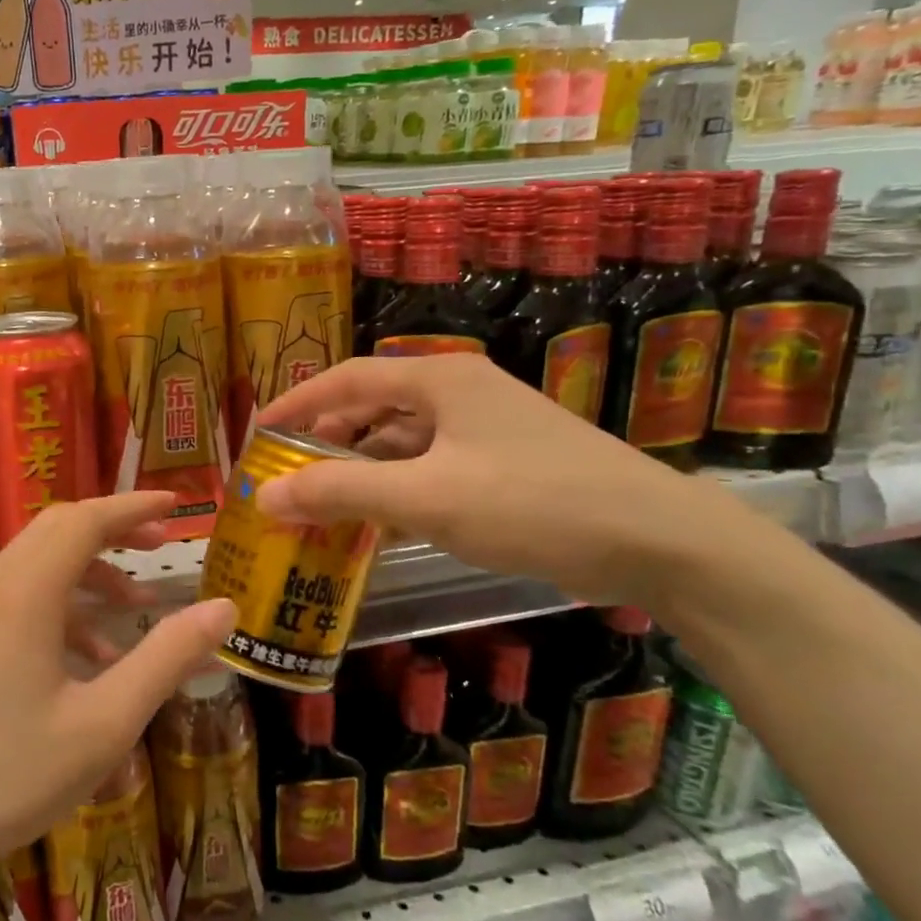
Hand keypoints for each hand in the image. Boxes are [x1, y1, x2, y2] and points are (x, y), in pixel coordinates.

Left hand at [0, 492, 237, 880]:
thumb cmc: (8, 774)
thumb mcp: (104, 723)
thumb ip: (166, 659)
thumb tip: (224, 609)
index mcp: (27, 591)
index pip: (87, 519)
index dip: (134, 506)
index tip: (177, 505)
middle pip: (59, 529)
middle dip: (114, 530)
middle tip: (161, 546)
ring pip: (38, 563)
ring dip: (89, 573)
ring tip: (136, 610)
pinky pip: (18, 598)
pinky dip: (61, 607)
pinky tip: (90, 660)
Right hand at [254, 354, 735, 604]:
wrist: (660, 542)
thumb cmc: (532, 502)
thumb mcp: (425, 498)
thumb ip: (340, 493)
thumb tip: (265, 495)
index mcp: (440, 379)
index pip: (347, 378)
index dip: (297, 402)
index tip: (259, 431)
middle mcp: (461, 393)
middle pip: (373, 408)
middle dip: (327, 443)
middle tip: (290, 477)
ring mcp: (487, 430)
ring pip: (402, 443)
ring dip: (362, 473)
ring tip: (325, 509)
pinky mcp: (506, 465)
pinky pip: (431, 470)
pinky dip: (398, 492)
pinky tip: (380, 528)